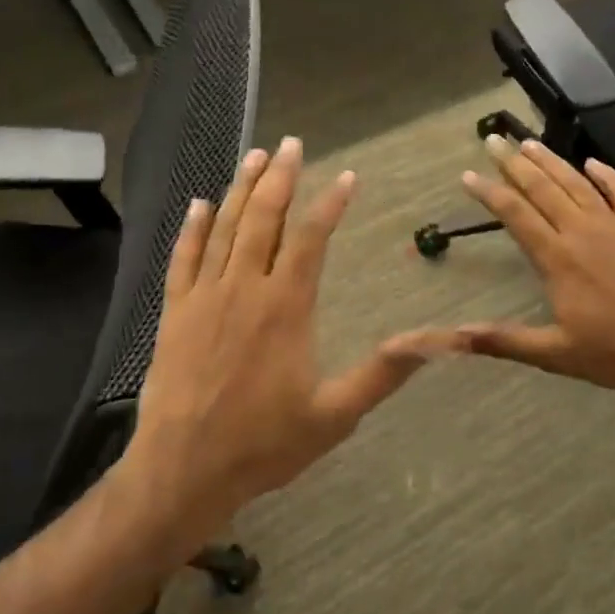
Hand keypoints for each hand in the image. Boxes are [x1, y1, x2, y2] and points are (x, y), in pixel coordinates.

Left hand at [124, 137, 451, 535]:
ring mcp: (204, 297)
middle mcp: (244, 289)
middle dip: (280, 178)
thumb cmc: (264, 445)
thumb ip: (384, 373)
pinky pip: (183, 258)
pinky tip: (200, 204)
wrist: (183, 469)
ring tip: (254, 156)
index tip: (346, 176)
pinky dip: (192, 228)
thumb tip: (439, 342)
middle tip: (291, 144)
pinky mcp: (175, 313)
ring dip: (240, 189)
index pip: (311, 239)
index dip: (330, 203)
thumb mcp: (335, 415)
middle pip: (264, 219)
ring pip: (224, 229)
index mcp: (286, 308)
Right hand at [455, 137, 614, 395]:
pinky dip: (607, 175)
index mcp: (557, 259)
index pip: (515, 215)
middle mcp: (582, 232)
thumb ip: (504, 341)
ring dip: (552, 161)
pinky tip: (593, 163)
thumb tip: (455, 336)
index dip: (489, 192)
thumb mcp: (556, 354)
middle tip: (495, 140)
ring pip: (577, 184)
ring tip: (530, 143)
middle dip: (514, 163)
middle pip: (542, 189)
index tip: (467, 174)